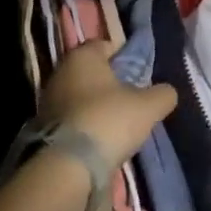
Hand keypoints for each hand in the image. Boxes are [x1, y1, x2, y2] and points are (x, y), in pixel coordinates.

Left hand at [39, 40, 177, 167]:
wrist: (66, 166)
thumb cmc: (108, 121)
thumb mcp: (148, 107)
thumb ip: (163, 94)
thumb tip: (166, 92)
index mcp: (82, 56)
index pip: (106, 45)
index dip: (126, 57)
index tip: (141, 76)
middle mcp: (60, 71)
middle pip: (93, 72)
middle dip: (112, 83)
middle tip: (133, 100)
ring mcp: (48, 99)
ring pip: (81, 95)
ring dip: (98, 106)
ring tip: (119, 124)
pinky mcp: (43, 126)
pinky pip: (72, 117)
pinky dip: (86, 124)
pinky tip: (100, 139)